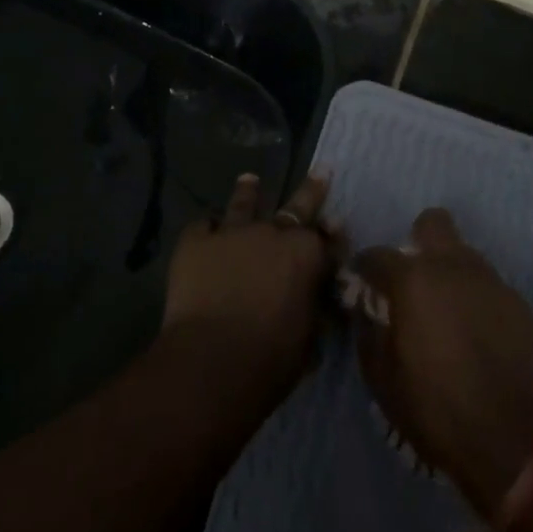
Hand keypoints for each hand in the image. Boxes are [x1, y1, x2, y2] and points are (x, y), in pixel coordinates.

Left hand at [162, 170, 338, 406]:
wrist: (212, 362)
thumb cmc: (271, 359)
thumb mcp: (310, 337)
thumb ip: (316, 308)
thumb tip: (320, 302)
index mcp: (307, 254)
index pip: (328, 239)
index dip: (334, 234)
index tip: (337, 224)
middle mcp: (273, 232)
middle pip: (297, 205)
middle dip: (312, 189)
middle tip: (321, 170)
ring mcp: (232, 233)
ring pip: (243, 204)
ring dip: (248, 192)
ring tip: (248, 178)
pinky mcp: (196, 243)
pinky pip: (202, 226)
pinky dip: (206, 229)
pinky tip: (205, 230)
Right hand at [353, 208, 532, 517]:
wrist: (512, 440)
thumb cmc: (436, 409)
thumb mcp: (382, 380)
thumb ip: (369, 335)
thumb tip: (367, 312)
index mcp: (413, 280)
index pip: (376, 255)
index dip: (364, 269)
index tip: (362, 287)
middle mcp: (452, 267)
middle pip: (433, 223)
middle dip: (419, 241)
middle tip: (414, 281)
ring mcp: (491, 282)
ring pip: (465, 255)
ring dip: (451, 274)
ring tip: (448, 315)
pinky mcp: (519, 304)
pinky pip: (490, 288)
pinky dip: (478, 302)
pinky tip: (478, 337)